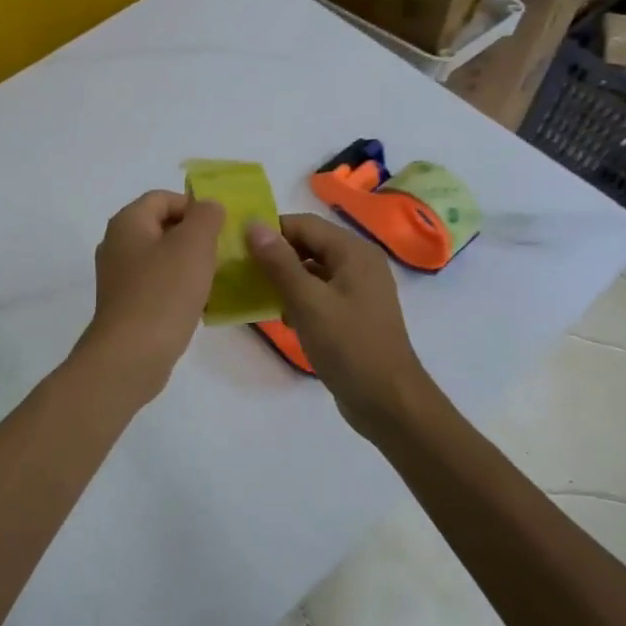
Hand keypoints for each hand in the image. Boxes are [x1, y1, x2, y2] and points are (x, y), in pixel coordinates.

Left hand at [76, 190, 224, 403]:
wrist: (132, 355)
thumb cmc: (164, 292)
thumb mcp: (194, 244)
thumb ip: (206, 216)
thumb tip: (208, 207)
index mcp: (127, 222)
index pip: (163, 198)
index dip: (193, 206)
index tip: (219, 228)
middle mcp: (117, 245)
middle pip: (161, 227)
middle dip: (194, 236)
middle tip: (221, 253)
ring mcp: (118, 277)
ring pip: (161, 258)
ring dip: (188, 264)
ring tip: (214, 279)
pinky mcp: (125, 306)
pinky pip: (156, 285)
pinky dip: (177, 288)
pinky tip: (197, 304)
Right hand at [246, 214, 436, 434]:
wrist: (388, 401)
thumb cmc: (348, 345)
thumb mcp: (307, 301)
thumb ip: (279, 262)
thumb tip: (253, 225)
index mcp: (354, 252)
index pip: (304, 224)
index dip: (270, 231)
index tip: (238, 248)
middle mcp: (360, 263)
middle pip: (309, 245)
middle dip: (276, 256)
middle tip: (242, 271)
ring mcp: (359, 290)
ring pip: (313, 271)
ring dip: (285, 279)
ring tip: (256, 294)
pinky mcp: (354, 314)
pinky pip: (321, 293)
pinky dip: (300, 299)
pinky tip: (283, 318)